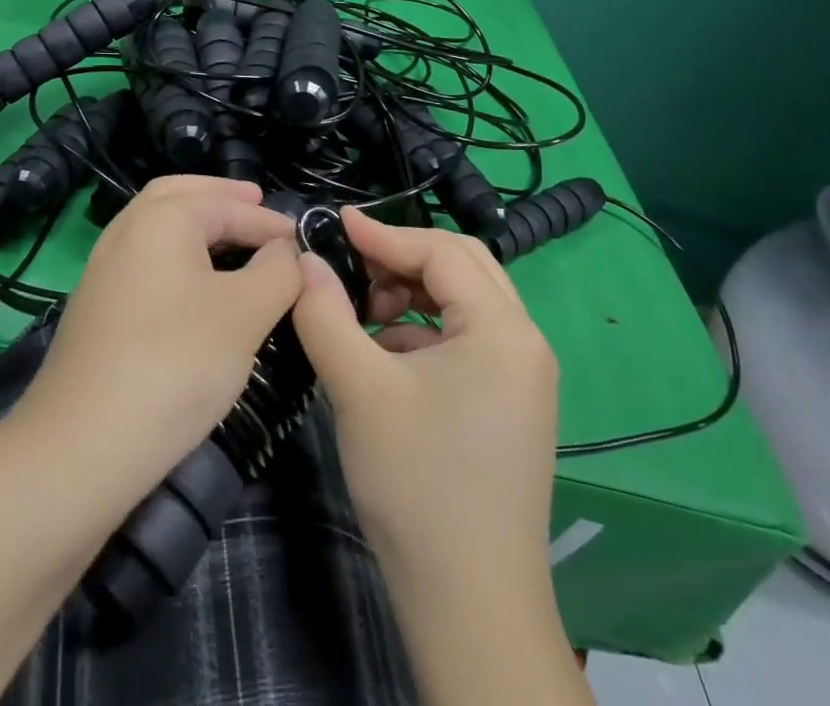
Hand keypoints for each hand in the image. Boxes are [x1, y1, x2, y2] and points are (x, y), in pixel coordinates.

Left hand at [19, 176, 302, 485]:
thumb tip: (285, 250)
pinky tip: (195, 286)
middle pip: (178, 196)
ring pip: (156, 227)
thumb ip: (277, 271)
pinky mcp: (96, 306)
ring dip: (196, 224)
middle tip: (255, 203)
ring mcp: (103, 269)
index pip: (226, 205)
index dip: (268, 221)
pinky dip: (176, 255)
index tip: (301, 240)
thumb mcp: (245, 313)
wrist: (81, 445)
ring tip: (231, 239)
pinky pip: (145, 260)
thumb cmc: (176, 363)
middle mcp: (126, 230)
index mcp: (161, 218)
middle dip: (220, 197)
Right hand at [290, 207, 559, 598]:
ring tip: (364, 313)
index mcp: (503, 329)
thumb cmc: (416, 484)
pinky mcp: (510, 404)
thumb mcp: (358, 388)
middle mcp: (525, 342)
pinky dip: (424, 331)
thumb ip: (325, 313)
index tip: (335, 224)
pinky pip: (467, 340)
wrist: (470, 607)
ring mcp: (523, 377)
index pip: (441, 251)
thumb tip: (304, 259)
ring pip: (464, 302)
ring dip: (413, 293)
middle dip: (403, 258)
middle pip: (463, 266)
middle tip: (353, 266)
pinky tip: (384, 355)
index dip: (384, 233)